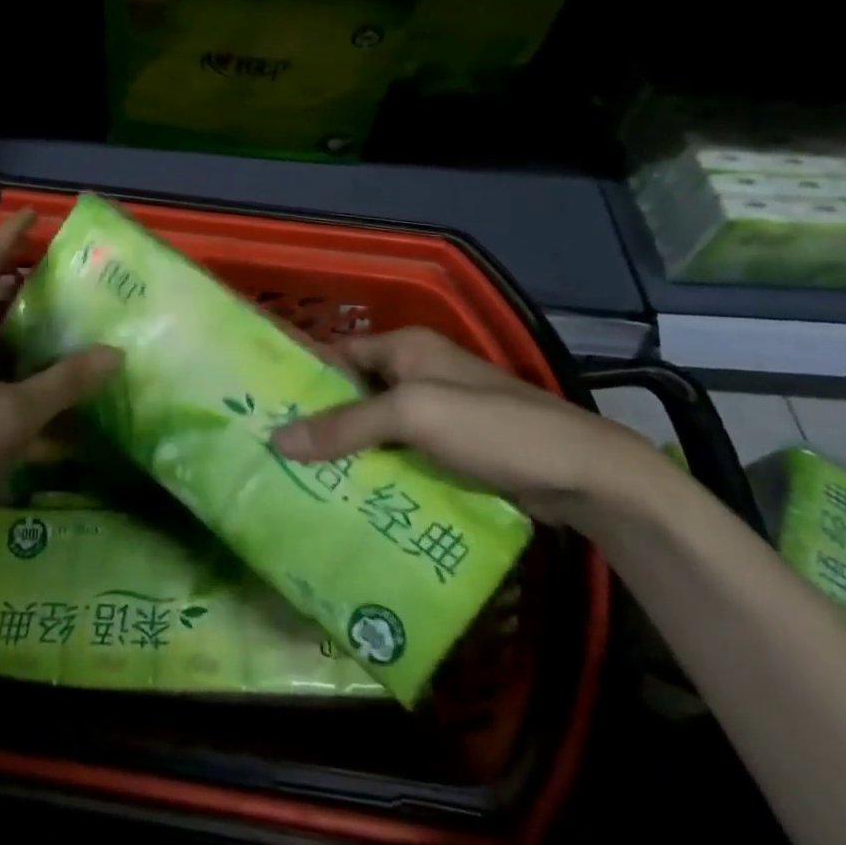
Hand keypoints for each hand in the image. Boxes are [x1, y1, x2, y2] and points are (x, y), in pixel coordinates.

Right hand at [270, 327, 656, 524]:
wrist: (581, 472)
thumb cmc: (491, 426)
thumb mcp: (413, 416)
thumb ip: (346, 425)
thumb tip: (278, 439)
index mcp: (406, 346)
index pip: (338, 353)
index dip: (304, 376)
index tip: (264, 406)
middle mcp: (417, 371)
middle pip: (355, 392)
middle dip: (321, 420)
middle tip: (275, 452)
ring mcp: (438, 411)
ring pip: (377, 427)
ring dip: (348, 450)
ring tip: (300, 480)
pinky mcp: (454, 448)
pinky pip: (401, 453)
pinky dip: (378, 470)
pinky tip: (351, 498)